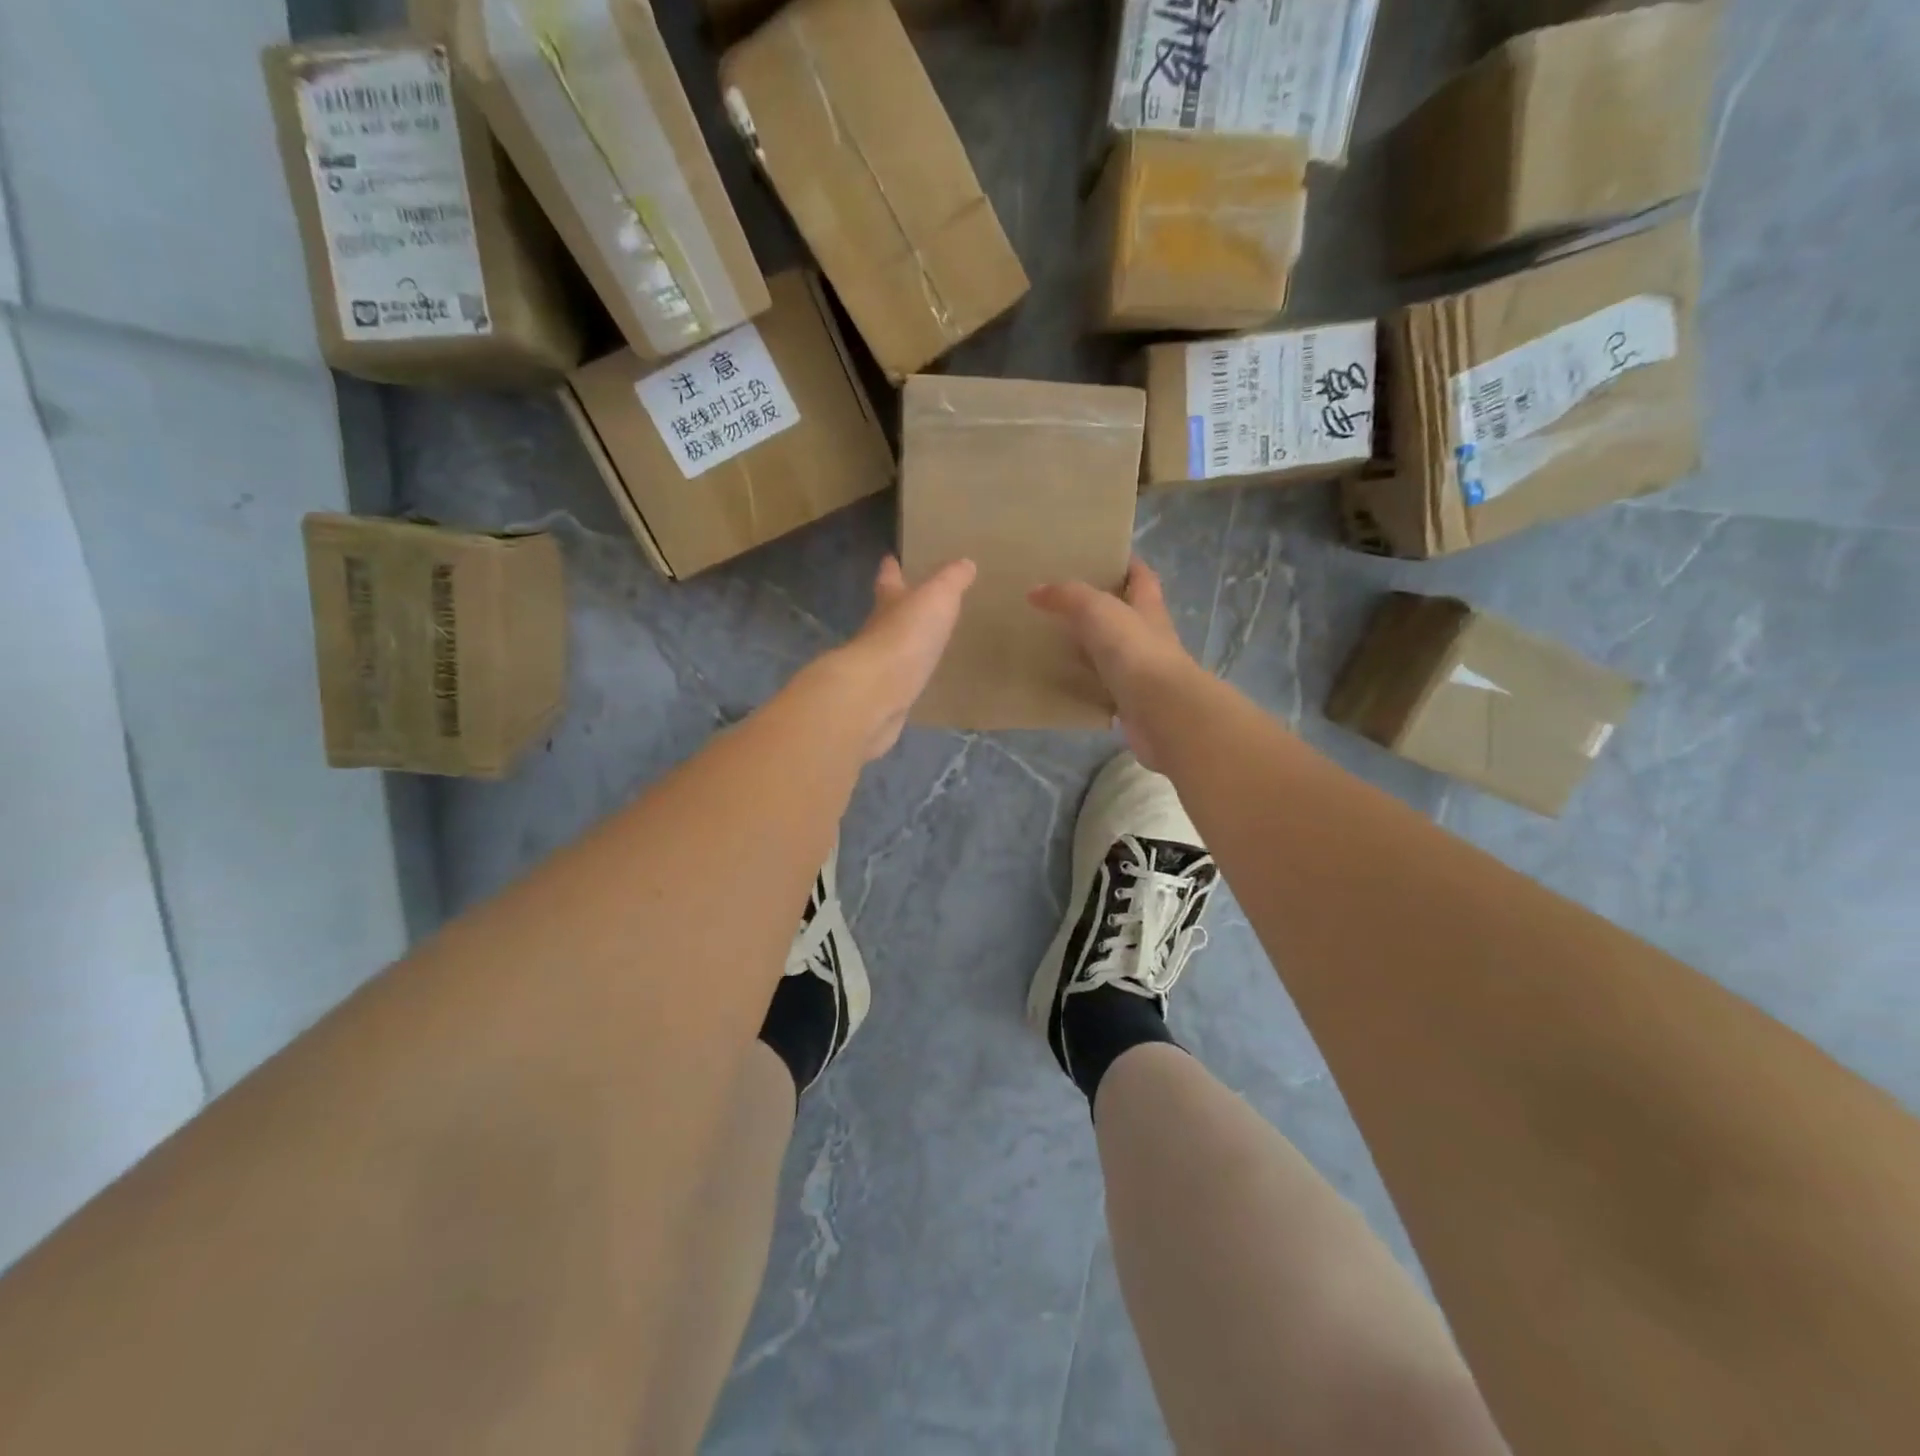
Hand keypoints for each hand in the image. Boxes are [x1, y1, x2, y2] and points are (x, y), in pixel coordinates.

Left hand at [819, 555, 974, 761]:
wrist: (876, 694)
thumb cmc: (906, 636)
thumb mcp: (936, 598)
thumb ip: (951, 581)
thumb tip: (965, 562)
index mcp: (888, 602)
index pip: (888, 579)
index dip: (890, 569)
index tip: (890, 559)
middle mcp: (878, 631)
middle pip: (887, 614)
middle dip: (898, 606)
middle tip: (915, 601)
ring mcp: (879, 667)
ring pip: (893, 648)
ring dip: (905, 643)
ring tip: (926, 642)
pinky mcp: (884, 696)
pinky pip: (900, 681)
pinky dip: (908, 676)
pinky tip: (920, 679)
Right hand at [1030, 557, 1198, 771]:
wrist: (1161, 710)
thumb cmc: (1134, 650)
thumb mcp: (1097, 610)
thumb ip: (1067, 596)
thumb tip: (1035, 591)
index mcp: (1147, 606)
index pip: (1141, 576)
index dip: (1125, 564)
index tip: (1099, 557)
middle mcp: (1148, 636)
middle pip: (1125, 614)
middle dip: (1099, 607)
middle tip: (1061, 601)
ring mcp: (1141, 671)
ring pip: (1112, 653)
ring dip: (1089, 648)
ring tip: (1053, 641)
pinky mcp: (1130, 702)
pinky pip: (1103, 688)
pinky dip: (1085, 684)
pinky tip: (1061, 682)